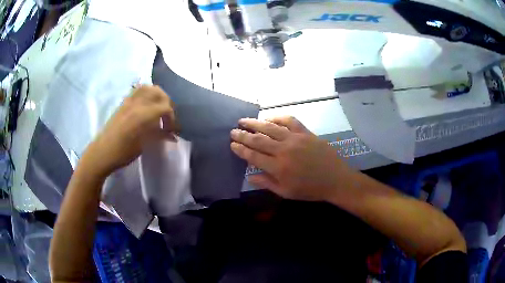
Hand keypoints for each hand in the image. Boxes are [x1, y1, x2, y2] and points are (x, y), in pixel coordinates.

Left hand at [82, 85, 175, 176]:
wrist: (103, 152)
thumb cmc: (123, 152)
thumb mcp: (144, 145)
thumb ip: (159, 136)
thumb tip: (173, 136)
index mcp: (143, 115)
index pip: (165, 108)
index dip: (172, 118)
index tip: (172, 130)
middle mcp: (137, 103)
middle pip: (159, 93)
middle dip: (167, 103)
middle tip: (168, 117)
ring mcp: (129, 101)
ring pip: (148, 88)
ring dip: (158, 95)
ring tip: (159, 107)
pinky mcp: (124, 102)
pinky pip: (138, 90)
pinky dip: (147, 93)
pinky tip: (147, 103)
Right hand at [230, 116, 353, 201]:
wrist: (335, 179)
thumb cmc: (310, 189)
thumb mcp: (286, 192)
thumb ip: (266, 183)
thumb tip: (249, 176)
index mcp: (278, 167)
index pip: (253, 156)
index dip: (241, 149)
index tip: (232, 144)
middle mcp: (284, 150)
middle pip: (258, 139)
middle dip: (243, 134)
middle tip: (233, 131)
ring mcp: (295, 139)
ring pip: (271, 127)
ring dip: (255, 123)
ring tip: (244, 120)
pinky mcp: (306, 132)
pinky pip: (289, 121)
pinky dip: (278, 118)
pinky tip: (269, 118)